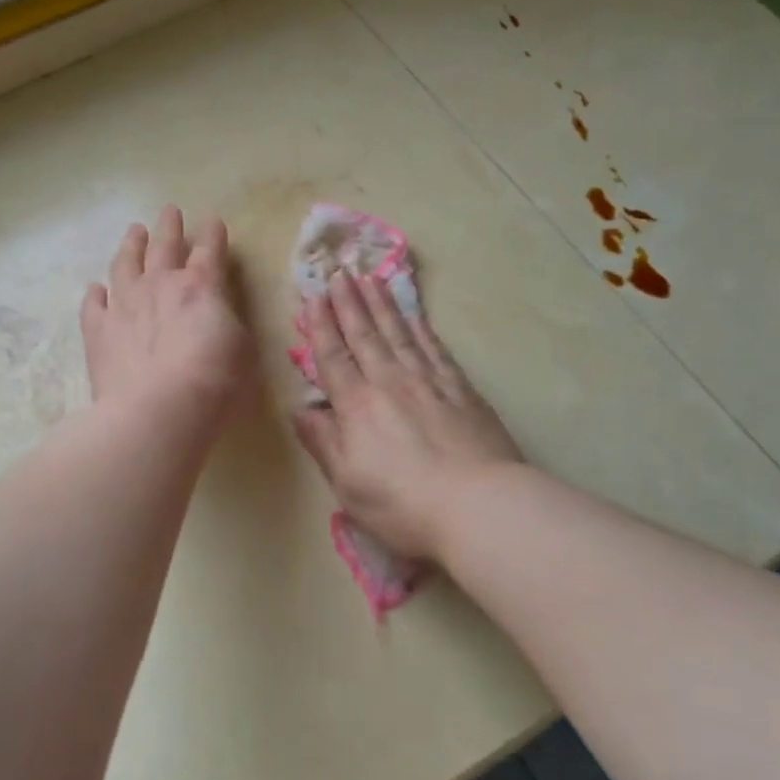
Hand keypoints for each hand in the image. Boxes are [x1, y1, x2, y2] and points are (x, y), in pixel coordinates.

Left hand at [81, 207, 253, 426]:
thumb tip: (216, 316)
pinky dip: (96, 293)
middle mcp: (159, 285)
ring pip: (124, 264)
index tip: (213, 221)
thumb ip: (227, 323)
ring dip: (131, 245)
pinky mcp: (98, 330)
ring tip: (134, 231)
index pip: (210, 250)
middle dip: (169, 227)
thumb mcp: (242, 350)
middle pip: (164, 246)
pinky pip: (93, 304)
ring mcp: (123, 304)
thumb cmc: (213, 383)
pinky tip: (96, 288)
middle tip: (170, 211)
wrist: (157, 411)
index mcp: (200, 286)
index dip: (213, 235)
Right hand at [294, 273, 522, 561]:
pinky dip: (422, 328)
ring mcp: (429, 382)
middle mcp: (390, 383)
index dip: (321, 326)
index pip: (333, 357)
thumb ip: (323, 442)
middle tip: (339, 273)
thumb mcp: (348, 483)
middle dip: (349, 303)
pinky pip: (435, 349)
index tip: (313, 297)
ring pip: (400, 334)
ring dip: (382, 305)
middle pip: (365, 335)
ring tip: (370, 280)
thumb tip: (301, 409)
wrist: (479, 506)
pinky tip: (415, 315)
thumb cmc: (403, 504)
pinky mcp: (462, 390)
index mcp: (357, 406)